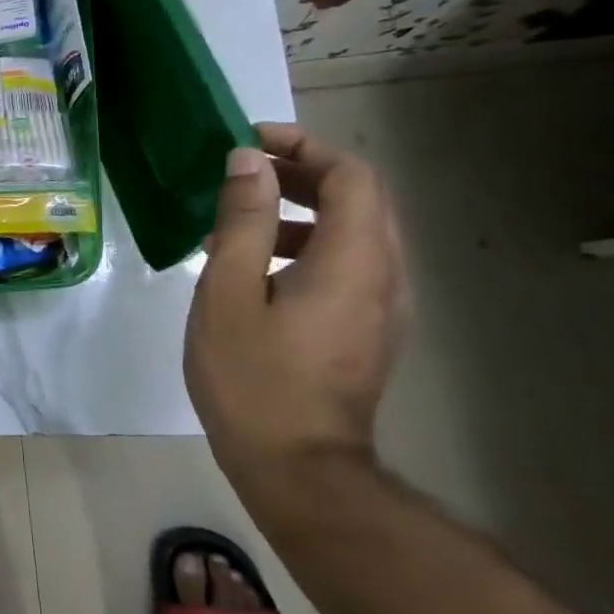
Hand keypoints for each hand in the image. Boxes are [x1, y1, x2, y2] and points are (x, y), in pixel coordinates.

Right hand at [186, 123, 405, 486]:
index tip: (252, 142)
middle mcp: (384, 276)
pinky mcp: (367, 331)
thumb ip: (242, 220)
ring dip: (302, 210)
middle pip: (360, 200)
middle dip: (302, 173)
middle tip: (242, 172)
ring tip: (237, 223)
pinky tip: (254, 269)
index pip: (352, 176)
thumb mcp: (229, 291)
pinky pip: (349, 265)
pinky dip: (307, 245)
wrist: (298, 471)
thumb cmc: (254, 378)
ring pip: (355, 233)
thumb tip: (247, 161)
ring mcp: (381, 308)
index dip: (304, 147)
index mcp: (354, 261)